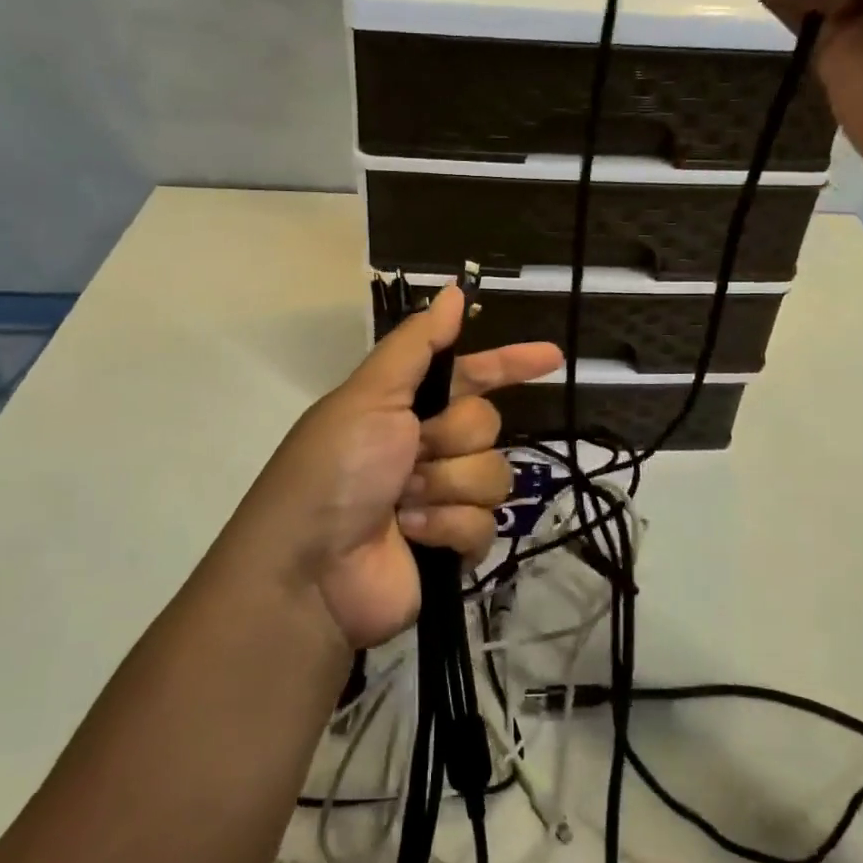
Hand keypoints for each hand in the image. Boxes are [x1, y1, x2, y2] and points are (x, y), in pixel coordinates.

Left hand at [233, 287, 560, 649]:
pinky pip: (485, 523)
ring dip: (447, 486)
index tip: (553, 357)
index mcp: (406, 406)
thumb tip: (455, 292)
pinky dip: (447, 527)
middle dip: (452, 438)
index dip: (510, 363)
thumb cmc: (335, 470)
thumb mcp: (369, 395)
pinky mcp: (452, 544)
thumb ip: (417, 345)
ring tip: (403, 503)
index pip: (472, 374)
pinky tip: (412, 535)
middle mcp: (427, 446)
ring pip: (494, 474)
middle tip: (411, 455)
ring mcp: (441, 497)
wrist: (310, 570)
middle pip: (486, 425)